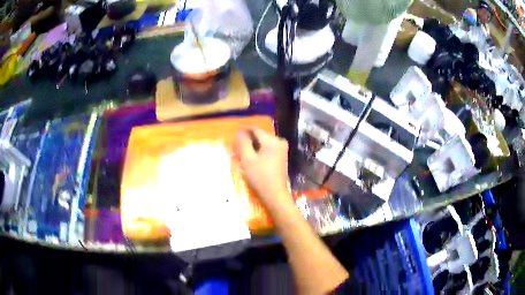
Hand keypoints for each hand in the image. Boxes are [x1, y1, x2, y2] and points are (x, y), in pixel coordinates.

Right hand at [236, 127, 291, 210]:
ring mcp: (282, 149)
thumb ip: (243, 142)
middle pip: (260, 135)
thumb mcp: (248, 159)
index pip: (255, 129)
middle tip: (237, 145)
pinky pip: (268, 148)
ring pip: (264, 142)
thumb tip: (240, 131)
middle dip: (249, 138)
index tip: (234, 133)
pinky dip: (260, 150)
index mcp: (272, 140)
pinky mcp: (282, 156)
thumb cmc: (260, 177)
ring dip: (253, 145)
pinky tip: (252, 157)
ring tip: (243, 151)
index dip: (244, 129)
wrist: (275, 194)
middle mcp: (279, 141)